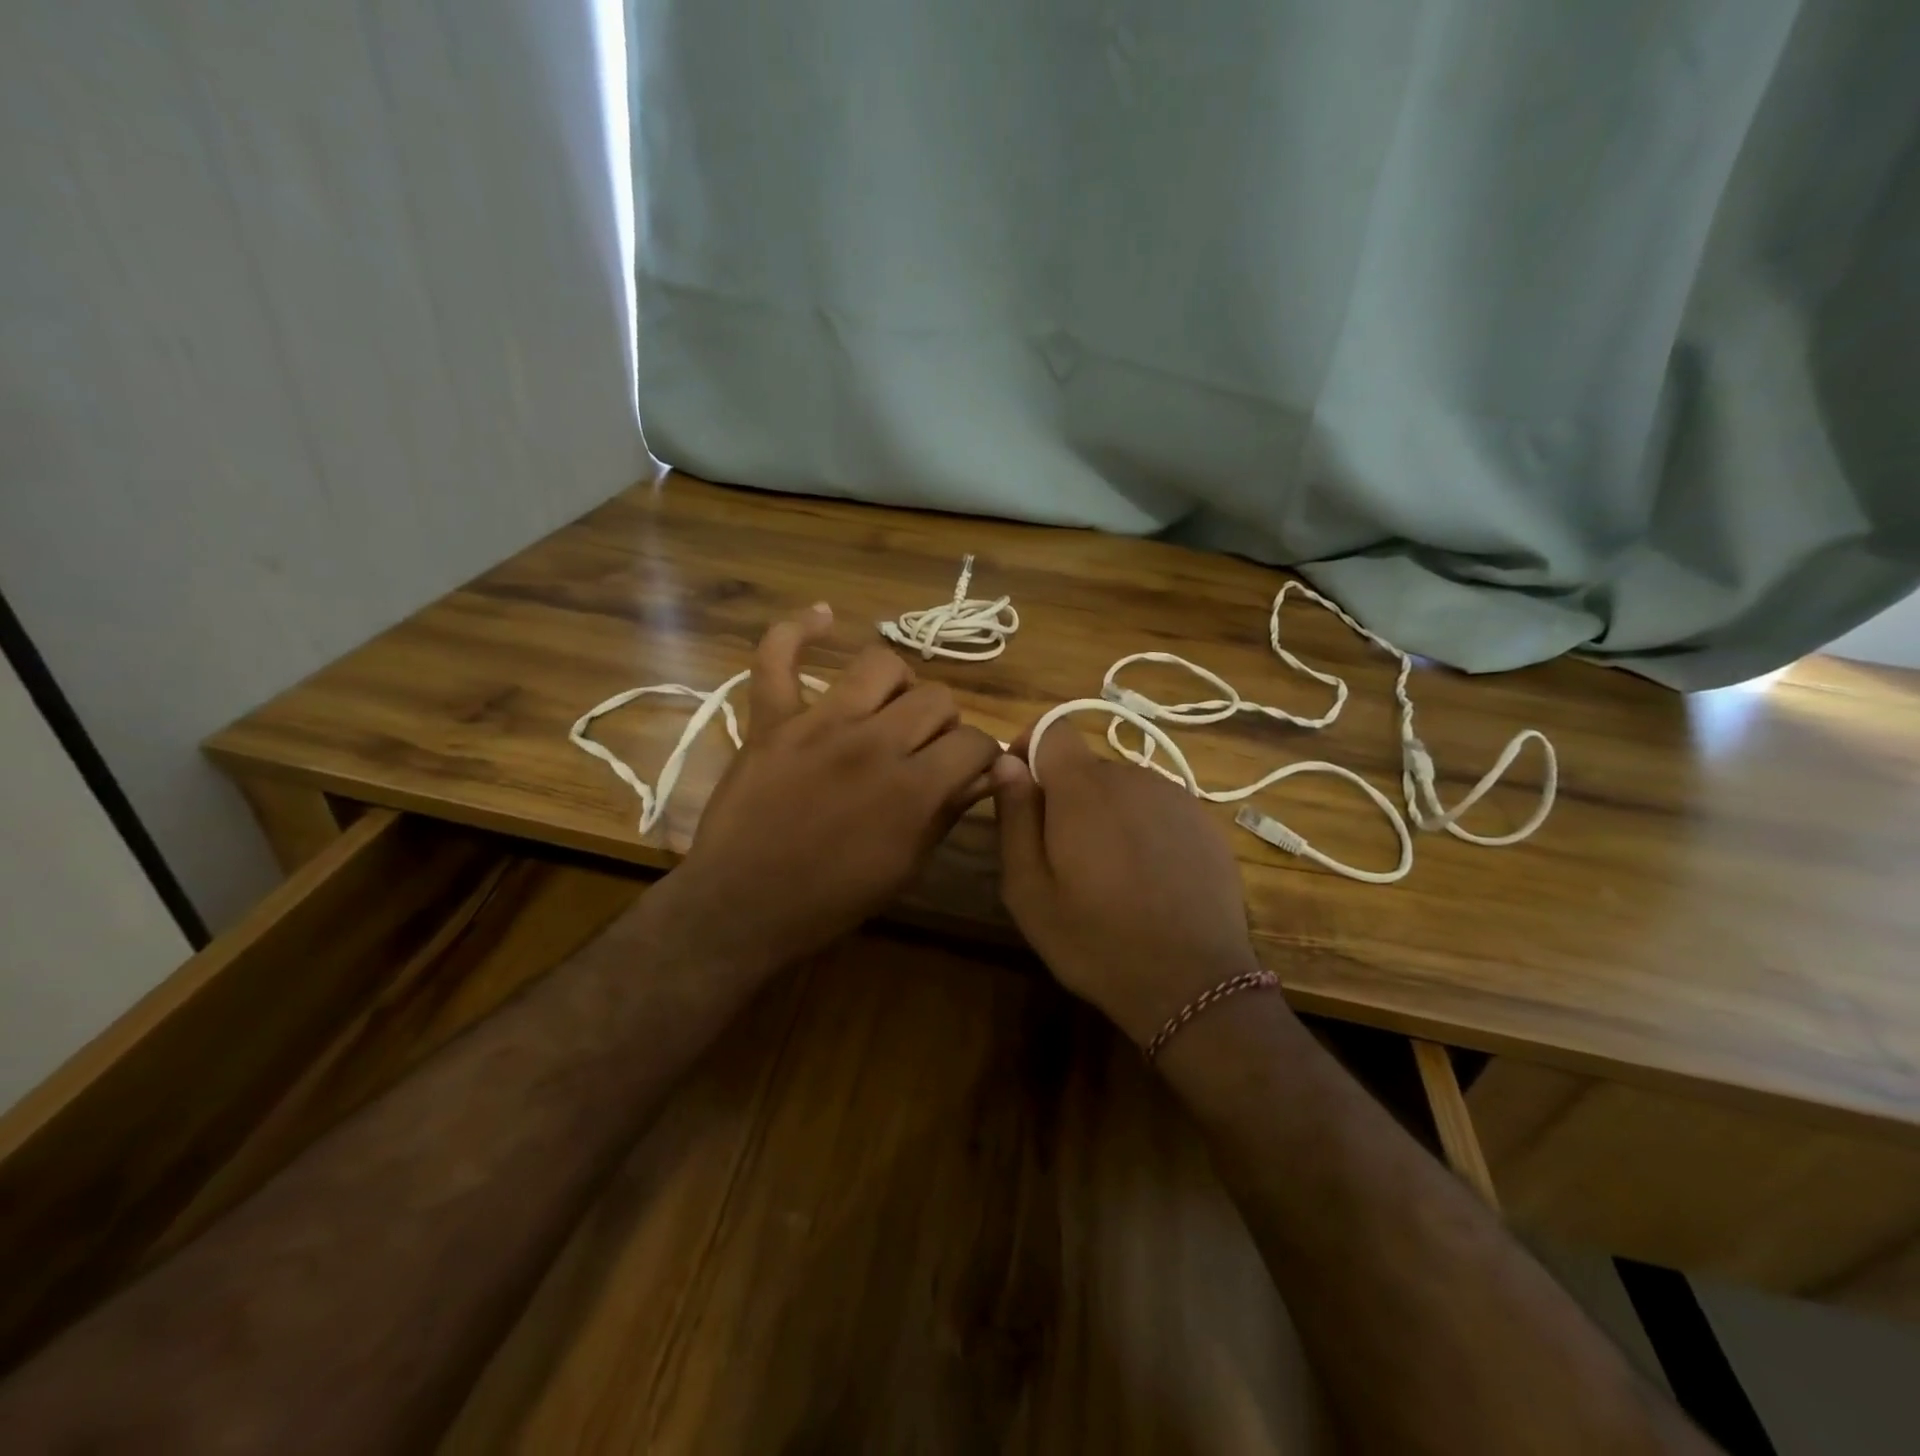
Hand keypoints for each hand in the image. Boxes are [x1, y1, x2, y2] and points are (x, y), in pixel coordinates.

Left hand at [664, 605, 1001, 972]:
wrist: (742, 905)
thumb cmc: (831, 899)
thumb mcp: (905, 866)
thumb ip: (949, 810)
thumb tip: (995, 771)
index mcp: (912, 788)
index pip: (974, 742)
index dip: (981, 756)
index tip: (970, 769)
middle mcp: (873, 743)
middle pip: (935, 698)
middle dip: (943, 724)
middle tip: (925, 751)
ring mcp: (819, 724)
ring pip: (881, 665)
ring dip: (897, 685)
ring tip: (889, 709)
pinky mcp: (773, 719)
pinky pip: (777, 656)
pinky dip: (797, 630)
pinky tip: (823, 616)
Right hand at [991, 721, 1267, 1047]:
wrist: (1193, 983)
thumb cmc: (1095, 939)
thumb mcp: (1028, 889)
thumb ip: (1015, 816)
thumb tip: (1008, 763)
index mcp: (1083, 787)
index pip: (1052, 729)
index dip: (1031, 750)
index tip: (1023, 790)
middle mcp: (1133, 777)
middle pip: (1087, 766)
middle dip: (1067, 795)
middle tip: (1062, 855)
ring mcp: (1176, 798)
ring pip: (1123, 788)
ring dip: (1106, 813)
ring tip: (1107, 873)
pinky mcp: (1205, 824)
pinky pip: (1158, 810)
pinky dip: (1142, 830)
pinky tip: (1146, 879)